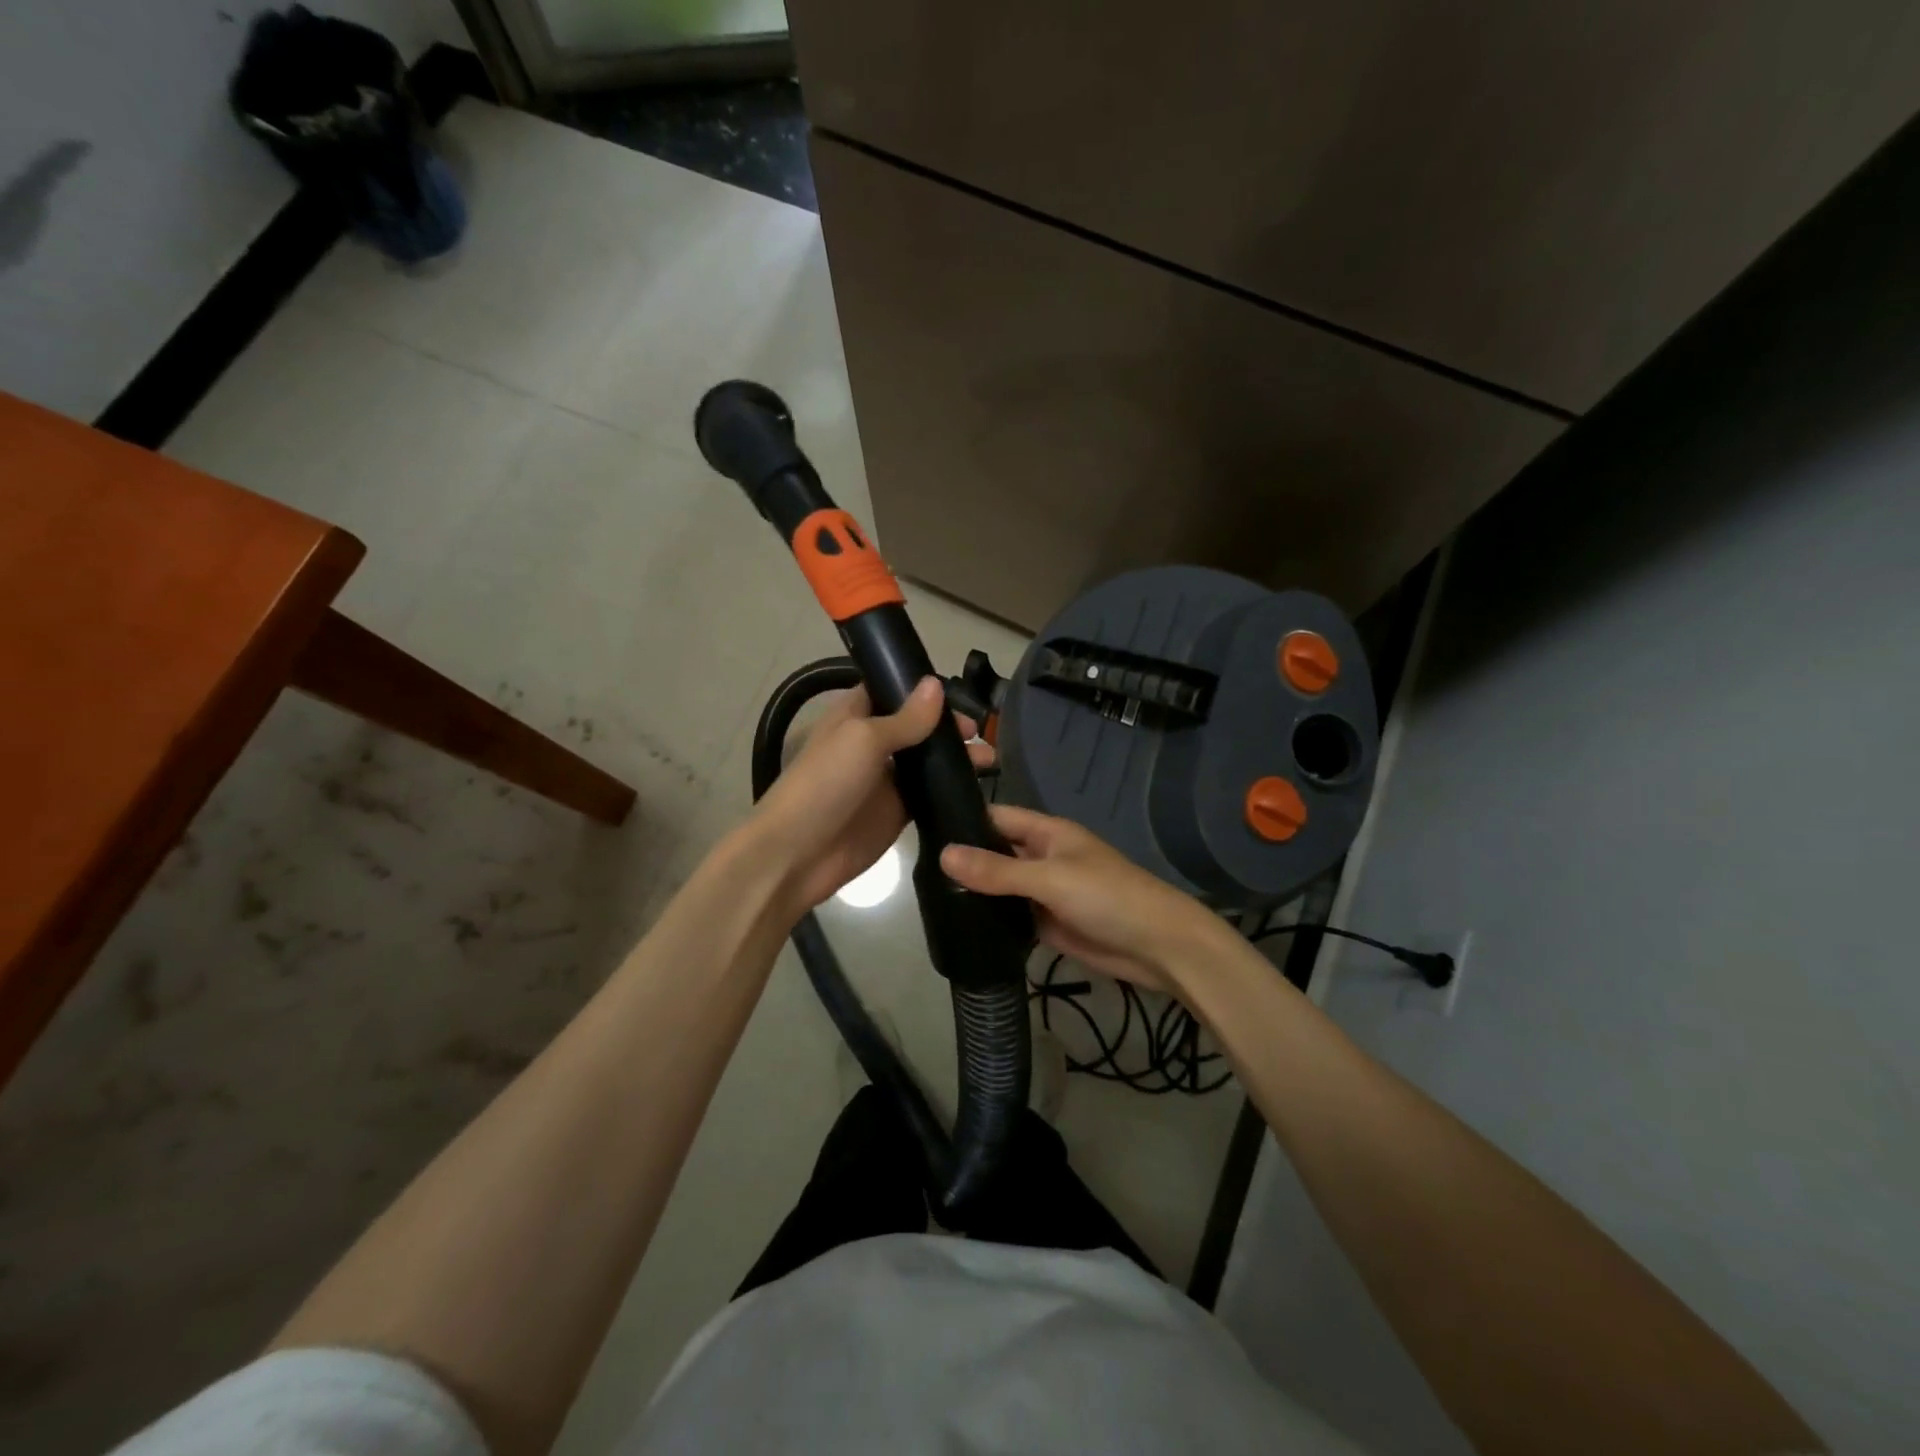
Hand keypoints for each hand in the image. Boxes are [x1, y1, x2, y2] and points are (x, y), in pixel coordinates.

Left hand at [749, 677, 993, 917]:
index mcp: (855, 715)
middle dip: (948, 726)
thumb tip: (937, 684)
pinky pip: (929, 794)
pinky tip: (980, 788)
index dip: (923, 689)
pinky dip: (951, 789)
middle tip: (980, 734)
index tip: (959, 694)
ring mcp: (886, 779)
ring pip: (927, 761)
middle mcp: (872, 742)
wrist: (797, 854)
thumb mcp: (864, 740)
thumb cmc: (825, 783)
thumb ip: (905, 718)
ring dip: (956, 757)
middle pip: (917, 726)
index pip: (893, 690)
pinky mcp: (898, 812)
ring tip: (989, 761)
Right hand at [940, 806, 1220, 992]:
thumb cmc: (1108, 897)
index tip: (920, 830)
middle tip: (915, 873)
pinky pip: (1012, 917)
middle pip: (995, 854)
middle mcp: (1042, 858)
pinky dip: (991, 921)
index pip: (996, 817)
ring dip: (974, 894)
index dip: (963, 821)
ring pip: (1001, 888)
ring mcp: (1044, 892)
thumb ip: (997, 869)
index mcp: (1046, 833)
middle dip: (963, 862)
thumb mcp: (1050, 878)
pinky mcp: (1047, 924)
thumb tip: (942, 854)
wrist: (1158, 947)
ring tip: (925, 901)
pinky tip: (957, 928)